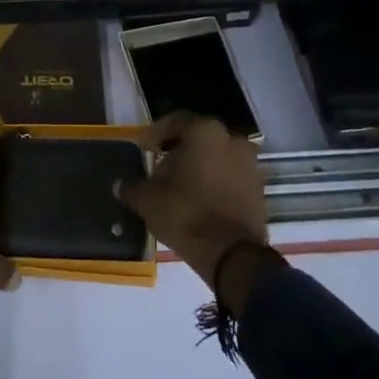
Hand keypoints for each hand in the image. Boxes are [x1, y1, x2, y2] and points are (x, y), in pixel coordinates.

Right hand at [115, 112, 268, 290]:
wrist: (232, 255)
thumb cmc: (186, 214)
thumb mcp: (148, 200)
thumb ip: (133, 188)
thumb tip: (120, 186)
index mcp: (205, 132)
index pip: (175, 122)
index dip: (155, 134)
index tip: (143, 148)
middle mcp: (232, 139)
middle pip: (199, 139)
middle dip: (179, 152)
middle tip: (160, 168)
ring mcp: (250, 164)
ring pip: (217, 158)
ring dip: (199, 168)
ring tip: (179, 187)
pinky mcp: (259, 189)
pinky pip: (230, 177)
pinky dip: (215, 183)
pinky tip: (199, 200)